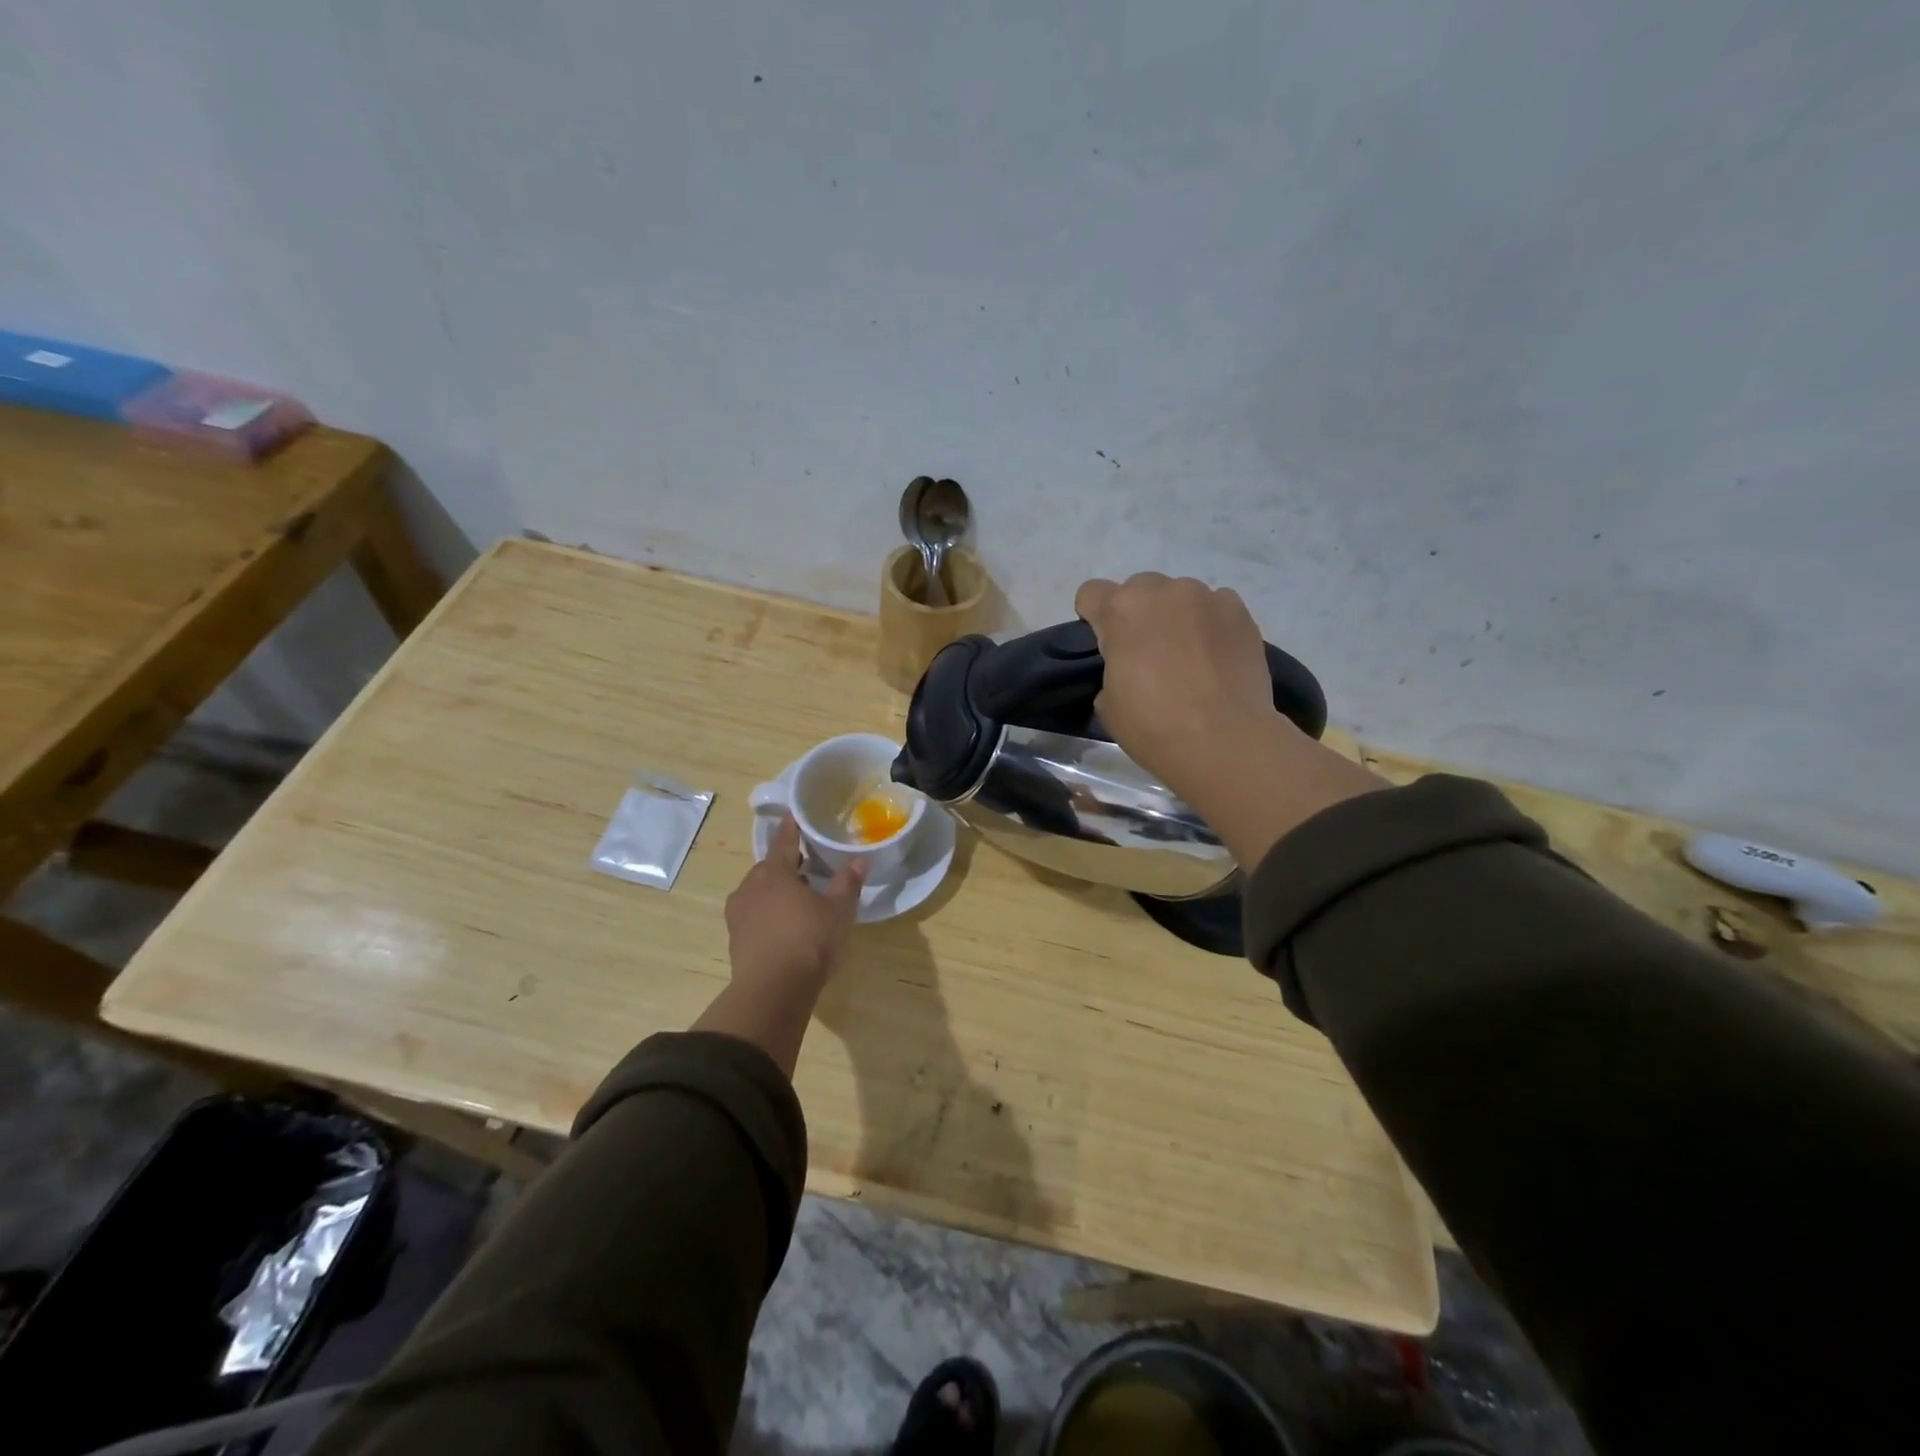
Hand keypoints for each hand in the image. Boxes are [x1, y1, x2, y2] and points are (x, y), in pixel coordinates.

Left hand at [724, 815, 865, 993]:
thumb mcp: (838, 911)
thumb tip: (859, 860)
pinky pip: (753, 914)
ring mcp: (738, 914)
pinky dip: (767, 913)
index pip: (784, 841)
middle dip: (786, 866)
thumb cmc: (809, 939)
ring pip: (758, 892)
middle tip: (807, 867)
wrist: (773, 989)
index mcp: (775, 872)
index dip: (791, 829)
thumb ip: (848, 883)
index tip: (794, 817)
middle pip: (769, 868)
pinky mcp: (735, 938)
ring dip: (775, 891)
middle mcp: (750, 887)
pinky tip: (783, 925)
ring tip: (797, 899)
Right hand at [1074, 572, 1385, 869]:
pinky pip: (1216, 608)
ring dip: (1177, 617)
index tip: (1105, 645)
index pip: (1091, 593)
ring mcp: (1206, 597)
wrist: (1223, 740)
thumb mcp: (1108, 702)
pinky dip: (1211, 625)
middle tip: (1148, 654)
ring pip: (1180, 597)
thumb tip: (1130, 668)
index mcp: (1120, 610)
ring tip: (1189, 657)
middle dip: (1138, 615)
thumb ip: (1112, 669)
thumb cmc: (1153, 725)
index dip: (1093, 618)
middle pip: (1139, 589)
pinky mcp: (1241, 612)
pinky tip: (1216, 658)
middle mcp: (1162, 591)